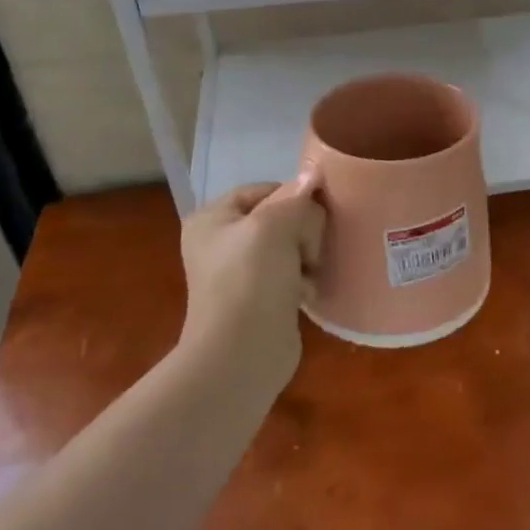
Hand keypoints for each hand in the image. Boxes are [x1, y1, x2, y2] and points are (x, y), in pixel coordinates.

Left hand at [178, 175, 323, 399]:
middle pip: (279, 216)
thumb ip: (297, 198)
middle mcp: (222, 242)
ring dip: (307, 255)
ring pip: (290, 245)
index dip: (293, 196)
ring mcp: (240, 273)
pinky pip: (291, 274)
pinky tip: (309, 291)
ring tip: (312, 272)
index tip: (317, 212)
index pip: (263, 189)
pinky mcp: (260, 299)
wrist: (241, 354)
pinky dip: (304, 279)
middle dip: (303, 229)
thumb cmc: (250, 280)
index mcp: (213, 218)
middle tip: (310, 249)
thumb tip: (314, 176)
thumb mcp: (275, 225)